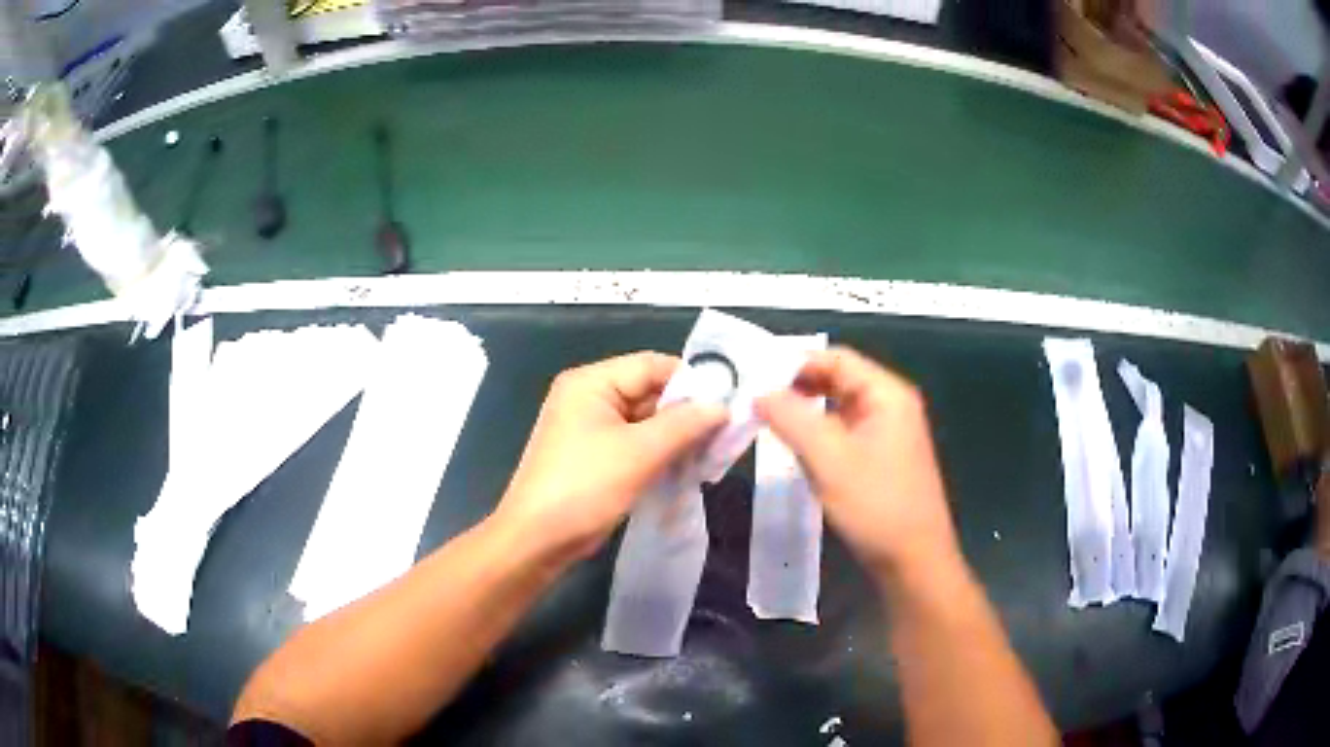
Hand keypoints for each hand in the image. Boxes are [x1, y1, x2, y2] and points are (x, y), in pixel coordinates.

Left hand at [494, 352, 726, 567]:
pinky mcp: (595, 456)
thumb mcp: (640, 453)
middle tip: (726, 434)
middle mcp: (589, 397)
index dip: (691, 381)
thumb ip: (685, 425)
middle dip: (687, 413)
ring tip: (713, 454)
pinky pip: (636, 444)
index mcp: (591, 383)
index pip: (652, 365)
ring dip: (677, 437)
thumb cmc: (585, 487)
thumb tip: (722, 406)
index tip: (729, 403)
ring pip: (646, 421)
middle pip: (650, 392)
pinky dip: (661, 453)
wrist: (538, 540)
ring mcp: (591, 428)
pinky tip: (688, 468)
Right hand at [756, 347, 960, 587]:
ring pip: (840, 409)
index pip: (837, 358)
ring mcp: (889, 433)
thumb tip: (759, 392)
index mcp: (887, 394)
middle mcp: (891, 405)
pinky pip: (845, 433)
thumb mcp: (829, 459)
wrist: (914, 561)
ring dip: (807, 413)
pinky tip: (797, 450)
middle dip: (798, 388)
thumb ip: (792, 419)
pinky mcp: (882, 458)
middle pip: (839, 380)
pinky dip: (820, 435)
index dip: (796, 363)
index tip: (755, 378)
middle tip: (756, 401)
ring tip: (768, 423)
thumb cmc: (877, 505)